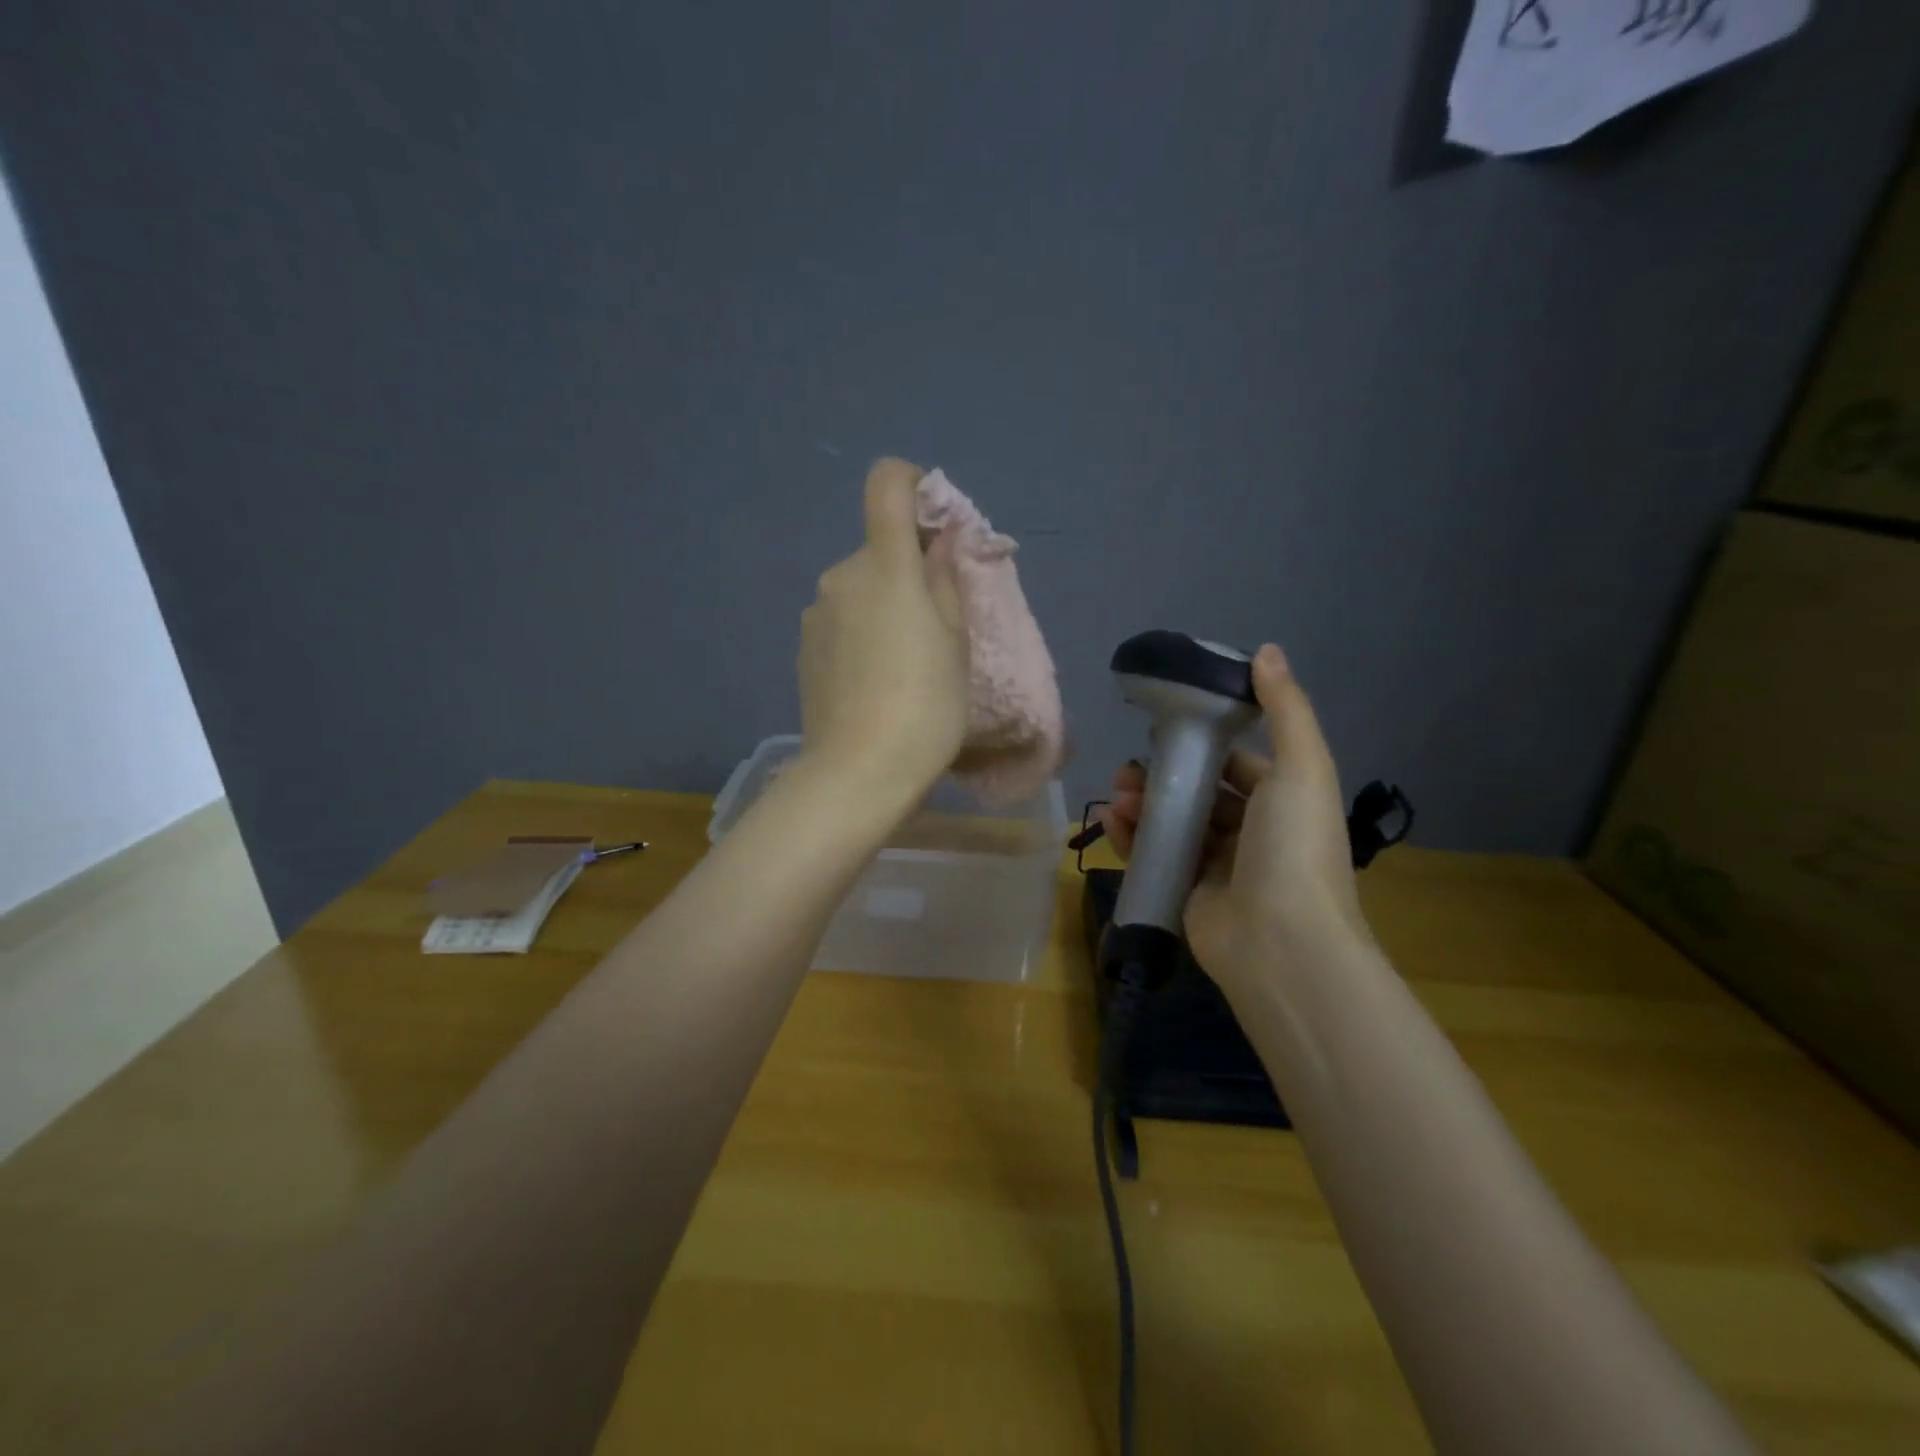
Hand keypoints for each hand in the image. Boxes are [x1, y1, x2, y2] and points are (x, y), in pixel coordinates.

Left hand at [797, 459, 970, 812]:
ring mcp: (815, 614)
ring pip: (860, 590)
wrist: (858, 773)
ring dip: (884, 606)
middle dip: (909, 572)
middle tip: (936, 627)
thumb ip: (946, 580)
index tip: (936, 523)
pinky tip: (873, 682)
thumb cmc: (925, 705)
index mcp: (884, 566)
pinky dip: (861, 633)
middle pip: (879, 550)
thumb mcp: (956, 642)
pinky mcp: (803, 648)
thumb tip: (939, 542)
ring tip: (904, 665)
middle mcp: (840, 577)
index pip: (886, 484)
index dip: (913, 484)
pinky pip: (841, 621)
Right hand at [1098, 645, 1367, 994]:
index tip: (1166, 731)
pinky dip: (1132, 838)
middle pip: (1200, 794)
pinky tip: (1111, 819)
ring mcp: (1219, 868)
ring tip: (1116, 792)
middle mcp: (1253, 833)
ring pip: (1174, 824)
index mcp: (1283, 802)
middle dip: (1163, 776)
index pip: (1239, 765)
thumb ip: (1286, 709)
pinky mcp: (1188, 895)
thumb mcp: (1300, 769)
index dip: (1205, 746)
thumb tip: (1268, 650)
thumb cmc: (1293, 848)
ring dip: (1143, 804)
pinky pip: (1157, 857)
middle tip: (1128, 769)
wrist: (1283, 946)